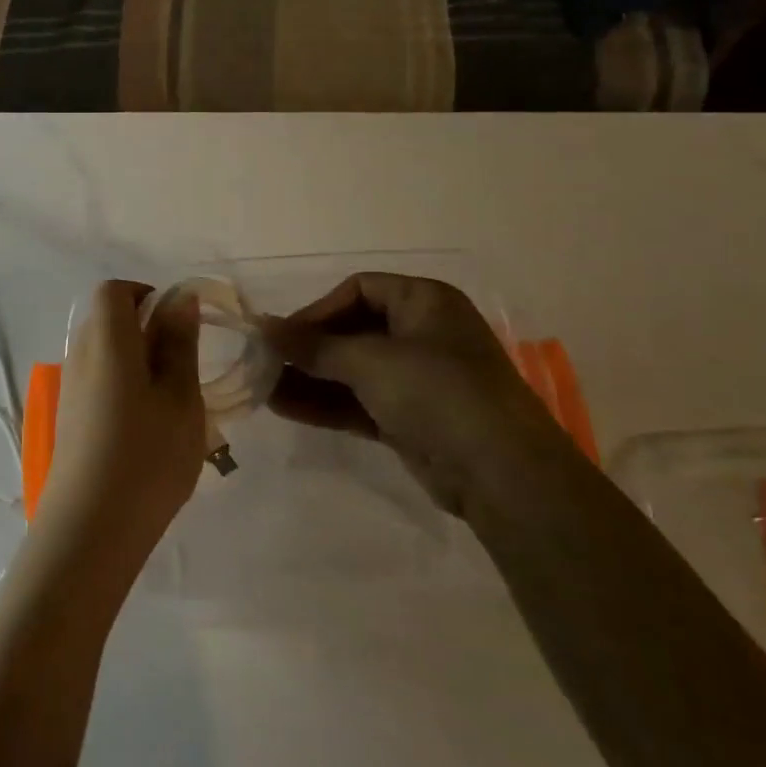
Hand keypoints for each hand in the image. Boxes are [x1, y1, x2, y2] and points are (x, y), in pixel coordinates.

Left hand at [33, 281, 204, 591]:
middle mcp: (79, 354)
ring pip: (104, 353)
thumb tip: (179, 298)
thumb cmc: (147, 456)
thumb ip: (179, 343)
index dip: (148, 296)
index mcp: (107, 338)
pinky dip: (123, 388)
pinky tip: (146, 428)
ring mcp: (69, 388)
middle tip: (183, 368)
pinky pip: (98, 382)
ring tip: (171, 403)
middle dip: (146, 331)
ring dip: (137, 363)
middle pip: (107, 319)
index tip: (180, 326)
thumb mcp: (180, 396)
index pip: (115, 291)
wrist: (90, 529)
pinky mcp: (68, 418)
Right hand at [260, 274, 559, 514]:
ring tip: (263, 389)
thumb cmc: (438, 393)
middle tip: (264, 363)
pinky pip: (358, 401)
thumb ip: (314, 346)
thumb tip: (263, 328)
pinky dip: (326, 404)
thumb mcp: (371, 361)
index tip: (284, 335)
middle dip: (308, 348)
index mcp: (424, 302)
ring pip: (352, 370)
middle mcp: (421, 334)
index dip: (318, 309)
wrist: (502, 475)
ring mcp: (417, 379)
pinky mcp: (410, 418)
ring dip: (310, 378)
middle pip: (352, 331)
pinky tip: (285, 408)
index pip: (359, 290)